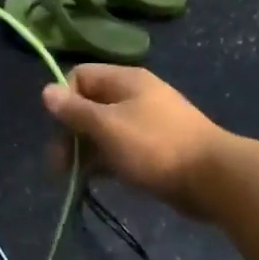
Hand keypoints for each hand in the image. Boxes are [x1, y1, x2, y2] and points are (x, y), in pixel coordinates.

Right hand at [41, 65, 226, 213]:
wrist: (212, 177)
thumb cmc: (154, 146)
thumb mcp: (107, 126)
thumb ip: (74, 110)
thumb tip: (46, 91)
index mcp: (124, 80)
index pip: (79, 77)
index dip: (64, 100)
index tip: (60, 129)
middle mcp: (134, 96)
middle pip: (88, 106)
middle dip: (69, 134)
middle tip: (59, 166)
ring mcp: (146, 122)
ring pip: (103, 131)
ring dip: (85, 152)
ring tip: (75, 179)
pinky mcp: (154, 148)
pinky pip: (119, 149)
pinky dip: (105, 162)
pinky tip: (96, 182)